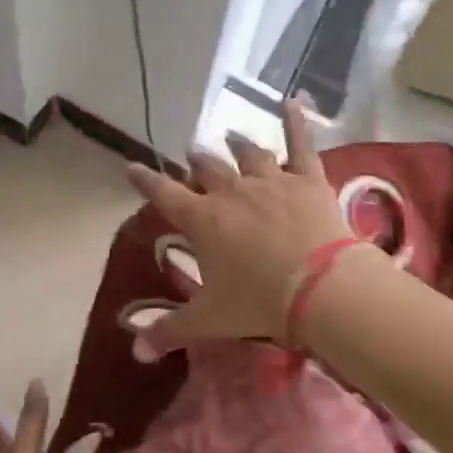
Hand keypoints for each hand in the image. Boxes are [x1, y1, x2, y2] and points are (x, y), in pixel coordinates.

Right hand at [126, 98, 350, 357]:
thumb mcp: (209, 320)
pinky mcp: (307, 179)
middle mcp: (231, 192)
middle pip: (207, 169)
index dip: (145, 180)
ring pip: (248, 153)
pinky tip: (294, 99)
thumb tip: (136, 353)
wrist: (320, 289)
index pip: (163, 194)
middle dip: (196, 162)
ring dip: (236, 145)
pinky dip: (296, 121)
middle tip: (192, 156)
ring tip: (230, 136)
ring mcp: (271, 181)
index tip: (131, 166)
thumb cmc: (258, 302)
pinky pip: (301, 144)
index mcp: (203, 220)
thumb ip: (169, 331)